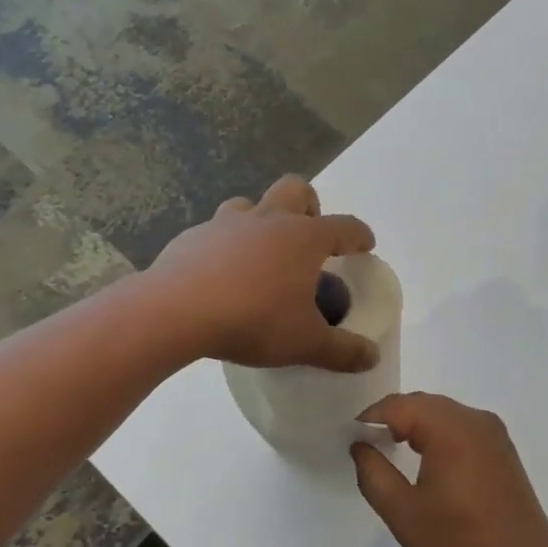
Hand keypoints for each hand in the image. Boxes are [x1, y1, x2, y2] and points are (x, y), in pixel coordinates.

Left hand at [145, 176, 378, 371]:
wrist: (175, 312)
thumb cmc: (253, 320)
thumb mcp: (306, 343)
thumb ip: (343, 351)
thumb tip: (373, 357)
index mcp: (303, 238)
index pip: (344, 227)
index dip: (359, 235)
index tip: (365, 245)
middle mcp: (268, 219)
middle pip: (296, 189)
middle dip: (309, 205)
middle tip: (308, 237)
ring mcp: (226, 223)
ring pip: (250, 205)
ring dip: (261, 221)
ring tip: (260, 256)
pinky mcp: (192, 237)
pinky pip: (215, 232)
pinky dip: (224, 246)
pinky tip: (220, 275)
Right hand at [350, 393, 547, 546]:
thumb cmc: (460, 543)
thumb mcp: (403, 513)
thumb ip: (374, 473)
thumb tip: (360, 445)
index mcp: (450, 428)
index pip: (399, 405)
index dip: (370, 417)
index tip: (351, 438)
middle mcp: (474, 419)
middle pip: (423, 403)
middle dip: (392, 418)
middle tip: (368, 445)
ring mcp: (493, 433)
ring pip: (444, 413)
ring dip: (416, 424)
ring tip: (392, 450)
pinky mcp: (503, 450)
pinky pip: (462, 427)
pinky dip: (438, 434)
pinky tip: (428, 461)